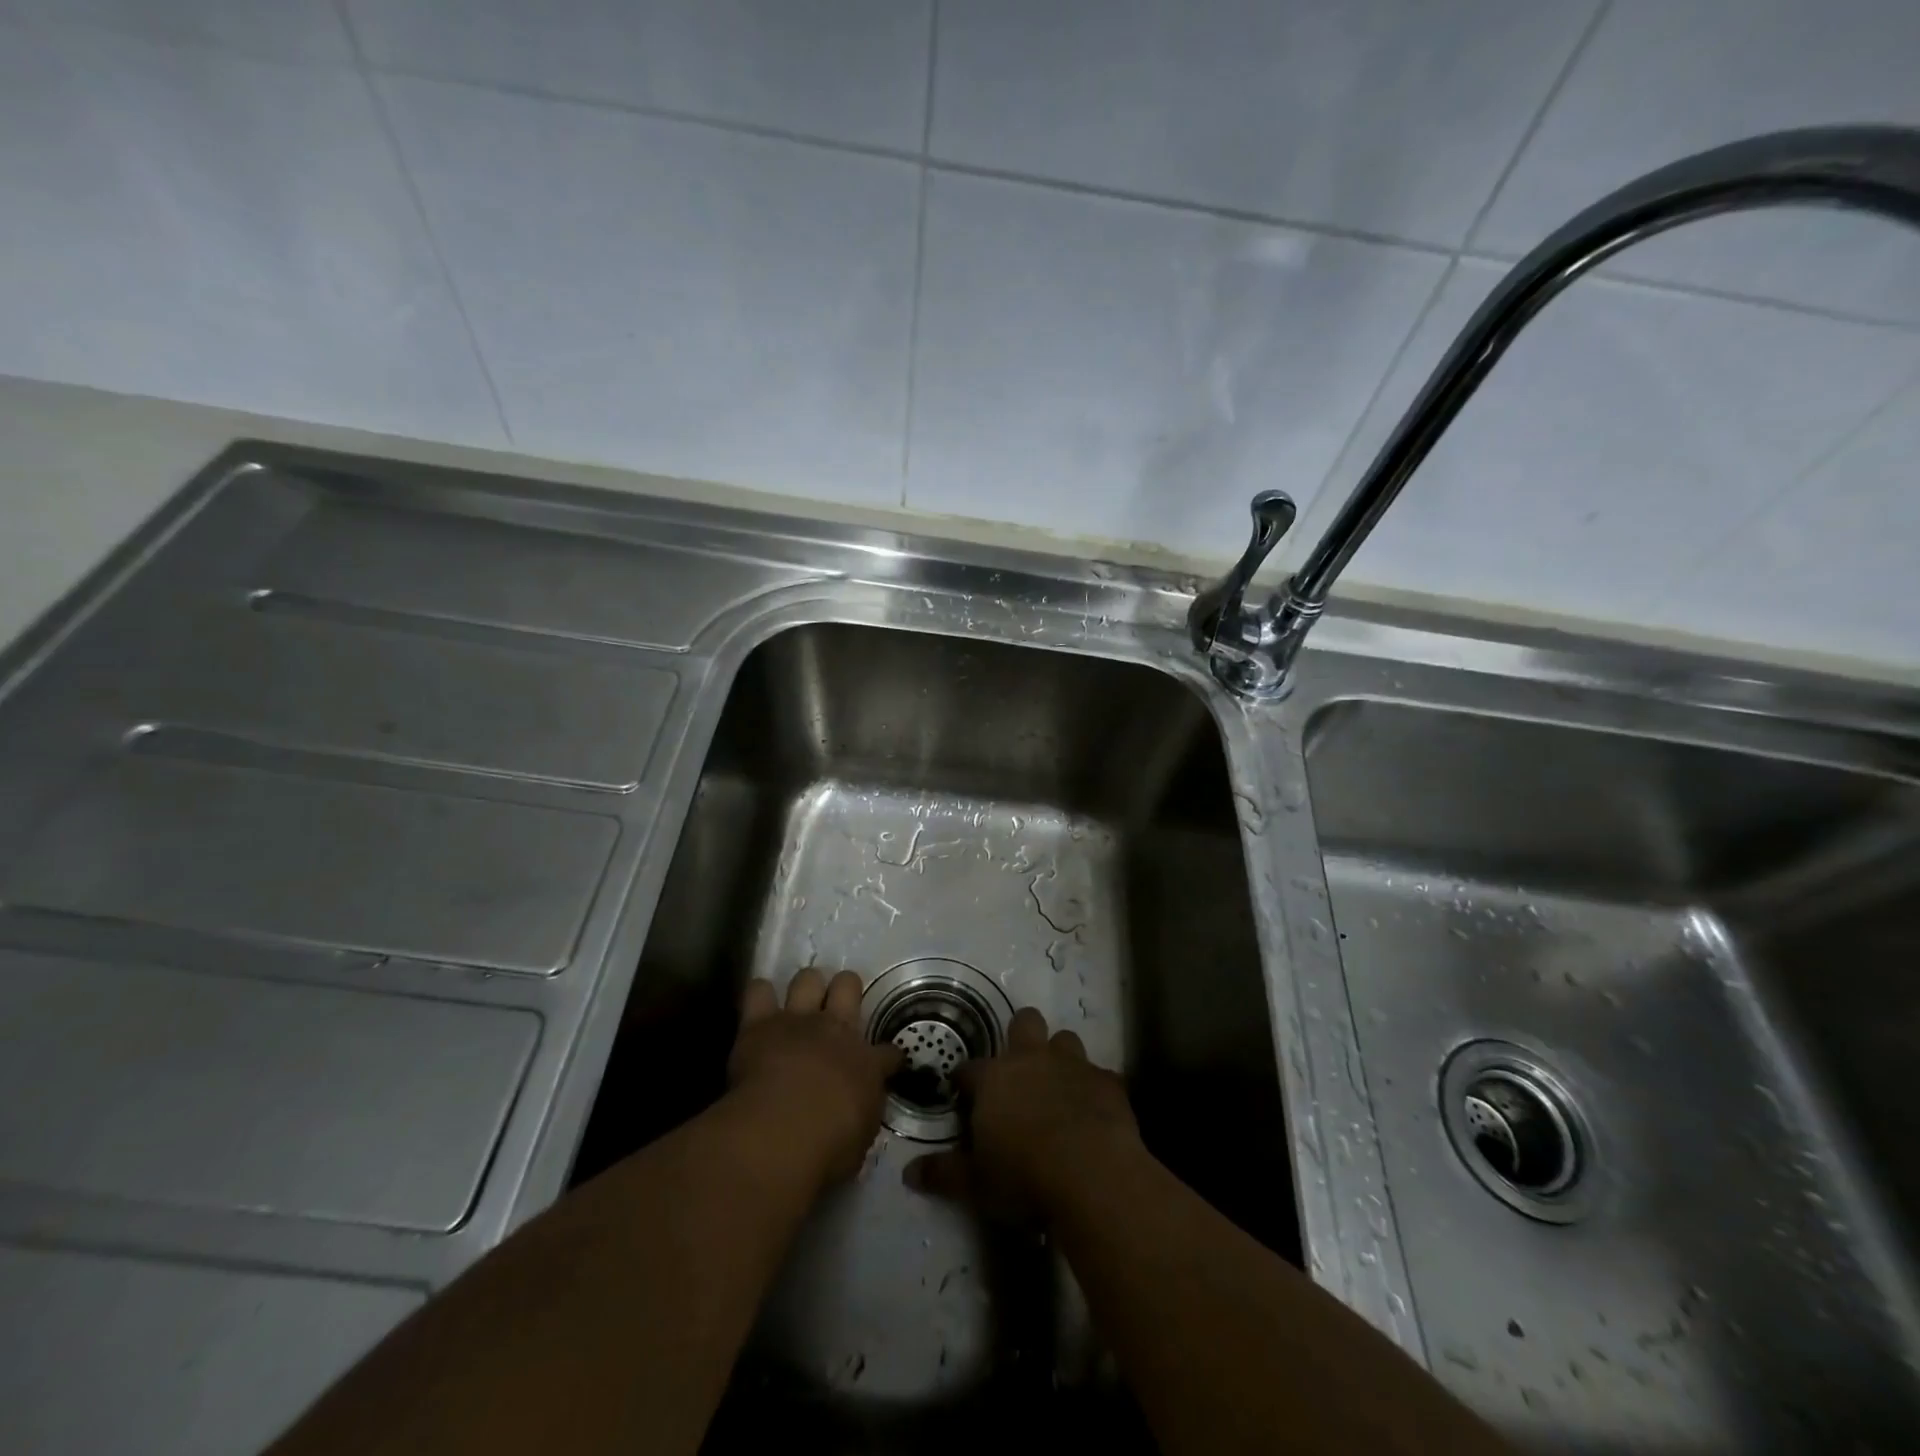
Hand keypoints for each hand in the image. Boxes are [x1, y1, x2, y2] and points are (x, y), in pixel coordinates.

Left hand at [726, 968, 902, 1194]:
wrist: (782, 1132)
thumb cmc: (827, 1148)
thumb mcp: (859, 1140)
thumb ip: (861, 1117)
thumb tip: (859, 1111)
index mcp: (867, 1064)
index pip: (889, 1053)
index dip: (889, 1058)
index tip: (887, 1066)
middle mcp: (835, 1030)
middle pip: (848, 986)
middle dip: (846, 990)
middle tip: (838, 1007)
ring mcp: (797, 1021)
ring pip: (807, 978)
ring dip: (804, 988)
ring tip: (799, 1003)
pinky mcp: (759, 1024)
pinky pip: (758, 992)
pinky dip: (760, 997)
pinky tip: (759, 1009)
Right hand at [904, 1006, 1142, 1220]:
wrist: (1092, 1175)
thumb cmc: (1024, 1177)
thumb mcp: (976, 1184)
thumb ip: (943, 1174)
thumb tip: (909, 1173)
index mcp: (994, 1079)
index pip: (969, 1069)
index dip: (964, 1080)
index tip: (962, 1094)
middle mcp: (1031, 1060)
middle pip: (1024, 1022)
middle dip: (1020, 1035)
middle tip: (1018, 1067)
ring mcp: (1073, 1066)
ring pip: (1065, 1039)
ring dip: (1060, 1057)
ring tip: (1059, 1086)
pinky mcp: (1108, 1082)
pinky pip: (1100, 1075)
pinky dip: (1095, 1089)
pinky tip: (1094, 1111)